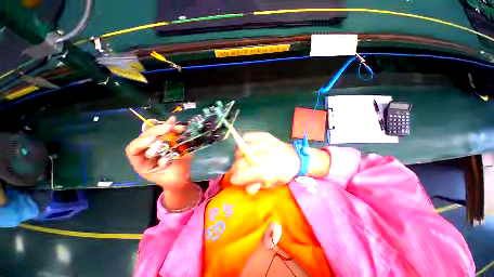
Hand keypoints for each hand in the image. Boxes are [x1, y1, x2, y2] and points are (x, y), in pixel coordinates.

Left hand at [125, 116, 191, 191]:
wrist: (179, 179)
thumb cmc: (174, 180)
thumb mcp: (175, 176)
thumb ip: (176, 163)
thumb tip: (180, 147)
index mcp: (142, 164)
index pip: (133, 151)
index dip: (141, 143)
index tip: (154, 139)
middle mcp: (145, 153)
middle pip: (145, 138)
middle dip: (157, 131)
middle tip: (170, 128)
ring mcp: (154, 146)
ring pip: (153, 133)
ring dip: (164, 127)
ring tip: (174, 122)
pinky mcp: (164, 143)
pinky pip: (164, 133)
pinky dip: (169, 127)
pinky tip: (173, 121)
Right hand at [230, 132, 299, 188]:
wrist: (295, 157)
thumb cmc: (284, 172)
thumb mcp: (273, 183)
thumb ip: (257, 185)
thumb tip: (245, 186)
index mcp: (270, 169)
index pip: (247, 173)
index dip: (237, 178)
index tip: (234, 180)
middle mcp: (267, 154)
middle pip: (242, 161)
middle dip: (236, 168)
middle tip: (237, 170)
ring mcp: (265, 142)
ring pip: (243, 148)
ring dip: (238, 156)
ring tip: (241, 159)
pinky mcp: (264, 135)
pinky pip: (247, 136)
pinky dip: (243, 142)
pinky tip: (245, 148)